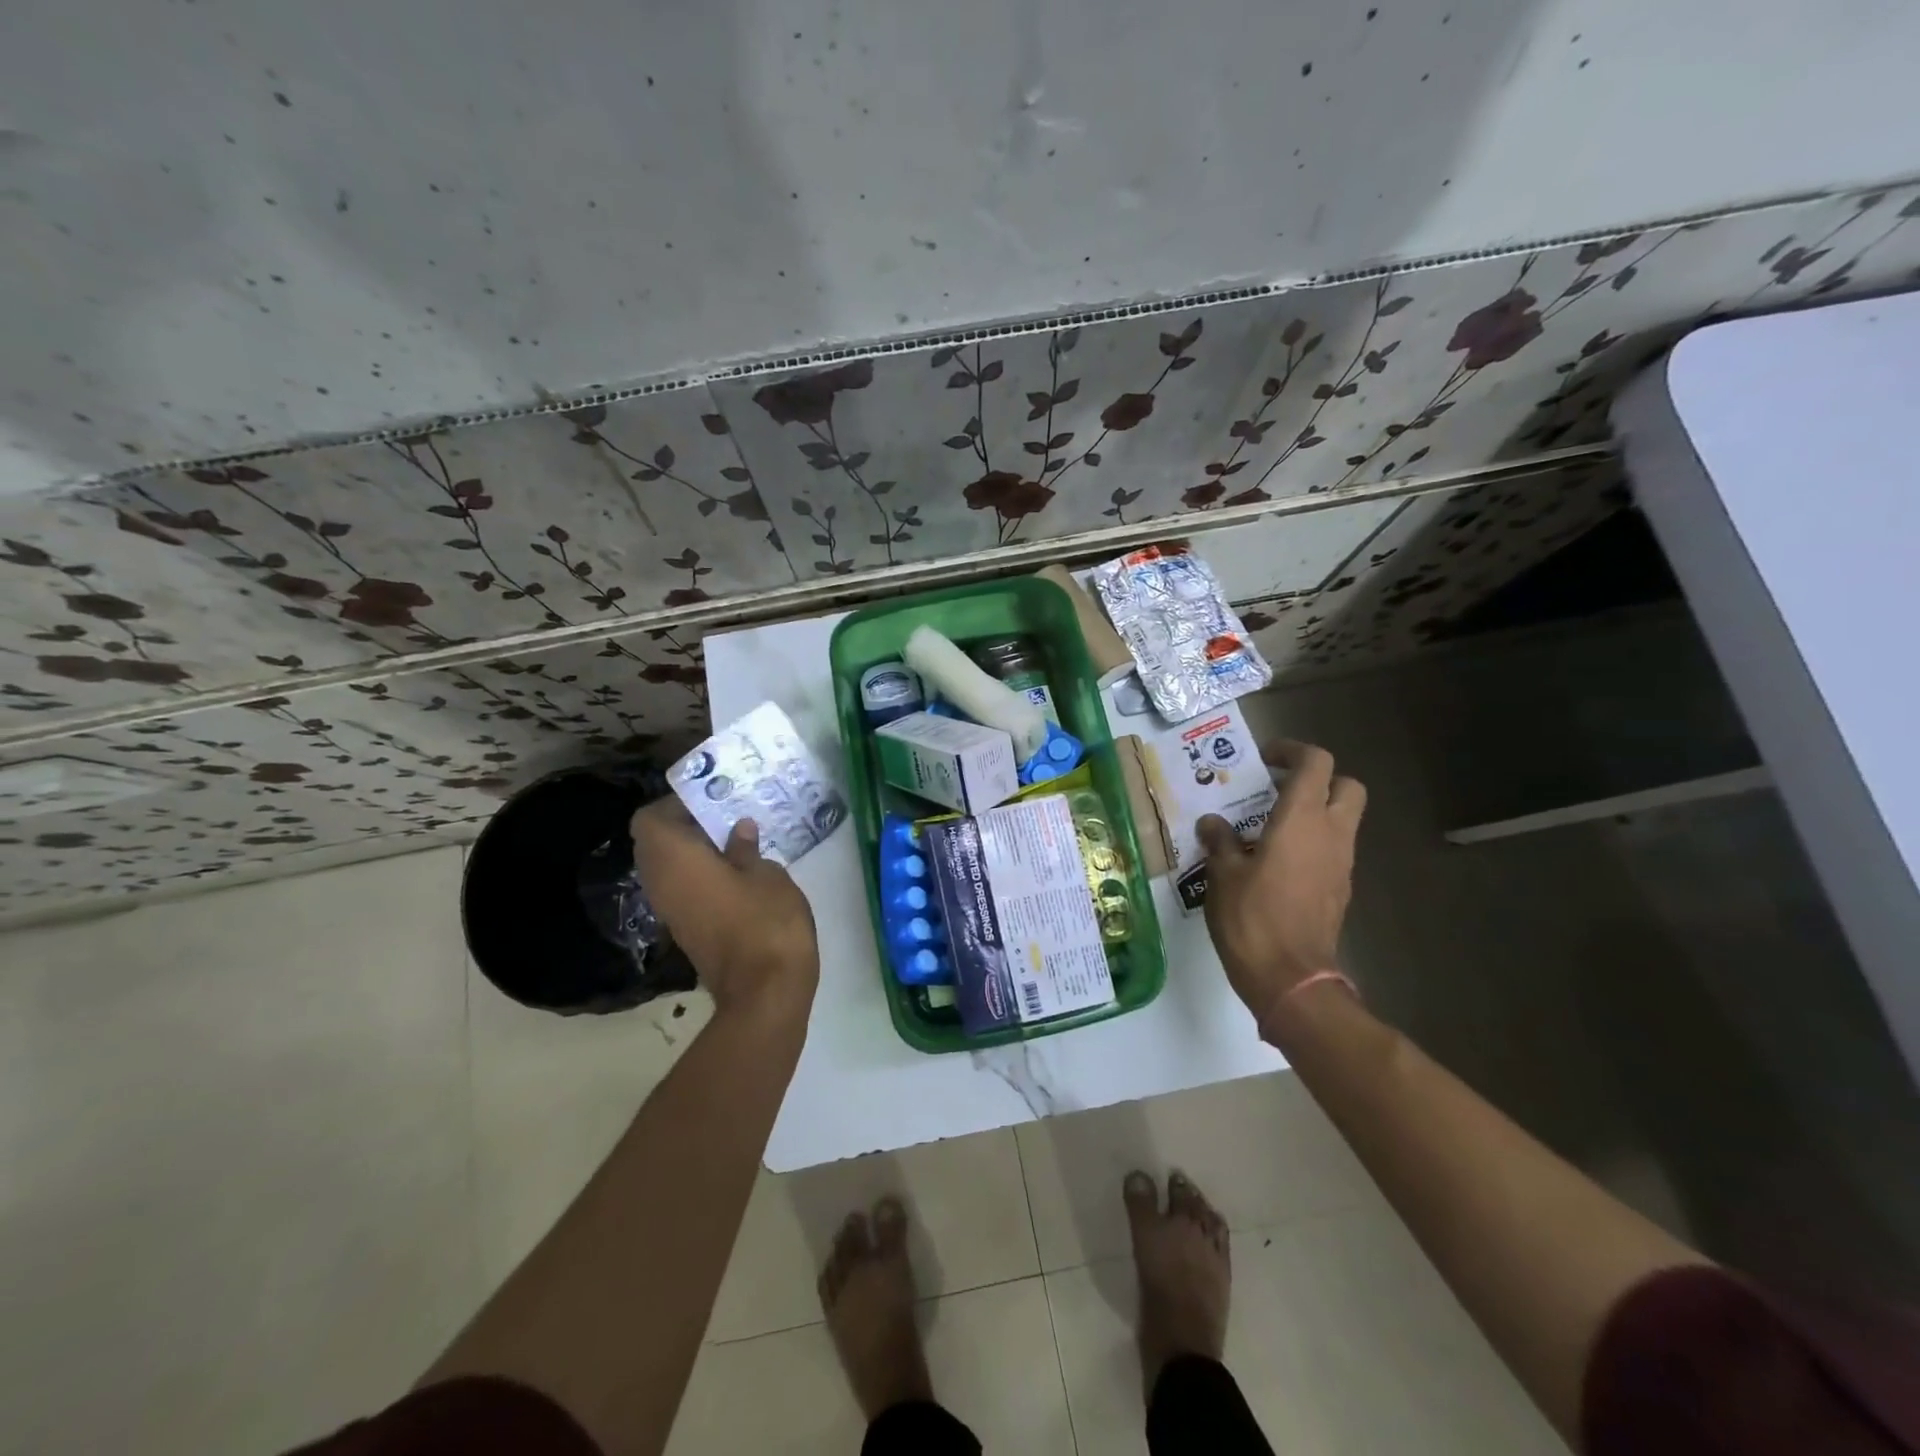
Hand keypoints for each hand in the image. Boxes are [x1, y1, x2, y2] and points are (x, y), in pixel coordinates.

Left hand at [630, 800, 819, 1023]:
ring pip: (668, 868)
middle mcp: (662, 884)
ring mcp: (671, 911)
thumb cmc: (766, 922)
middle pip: (656, 843)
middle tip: (725, 815)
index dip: (675, 804)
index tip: (711, 798)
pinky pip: (682, 889)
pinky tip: (737, 870)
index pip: (650, 819)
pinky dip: (700, 874)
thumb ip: (747, 849)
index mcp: (675, 861)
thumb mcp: (767, 874)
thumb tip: (738, 831)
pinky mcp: (687, 930)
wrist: (764, 992)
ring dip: (694, 851)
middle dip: (685, 826)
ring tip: (735, 840)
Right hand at [1197, 740, 1365, 1035]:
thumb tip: (1213, 823)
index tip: (1264, 760)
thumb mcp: (1223, 875)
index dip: (1292, 751)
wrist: (1291, 978)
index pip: (1316, 763)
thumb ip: (1220, 841)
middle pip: (1347, 786)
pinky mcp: (1340, 889)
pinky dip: (1312, 843)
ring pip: (1342, 819)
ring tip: (1268, 827)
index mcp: (1302, 820)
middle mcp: (1331, 834)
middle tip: (1278, 789)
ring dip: (1314, 812)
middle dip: (1318, 780)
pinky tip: (1276, 862)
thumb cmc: (1252, 918)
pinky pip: (1333, 850)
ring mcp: (1341, 864)